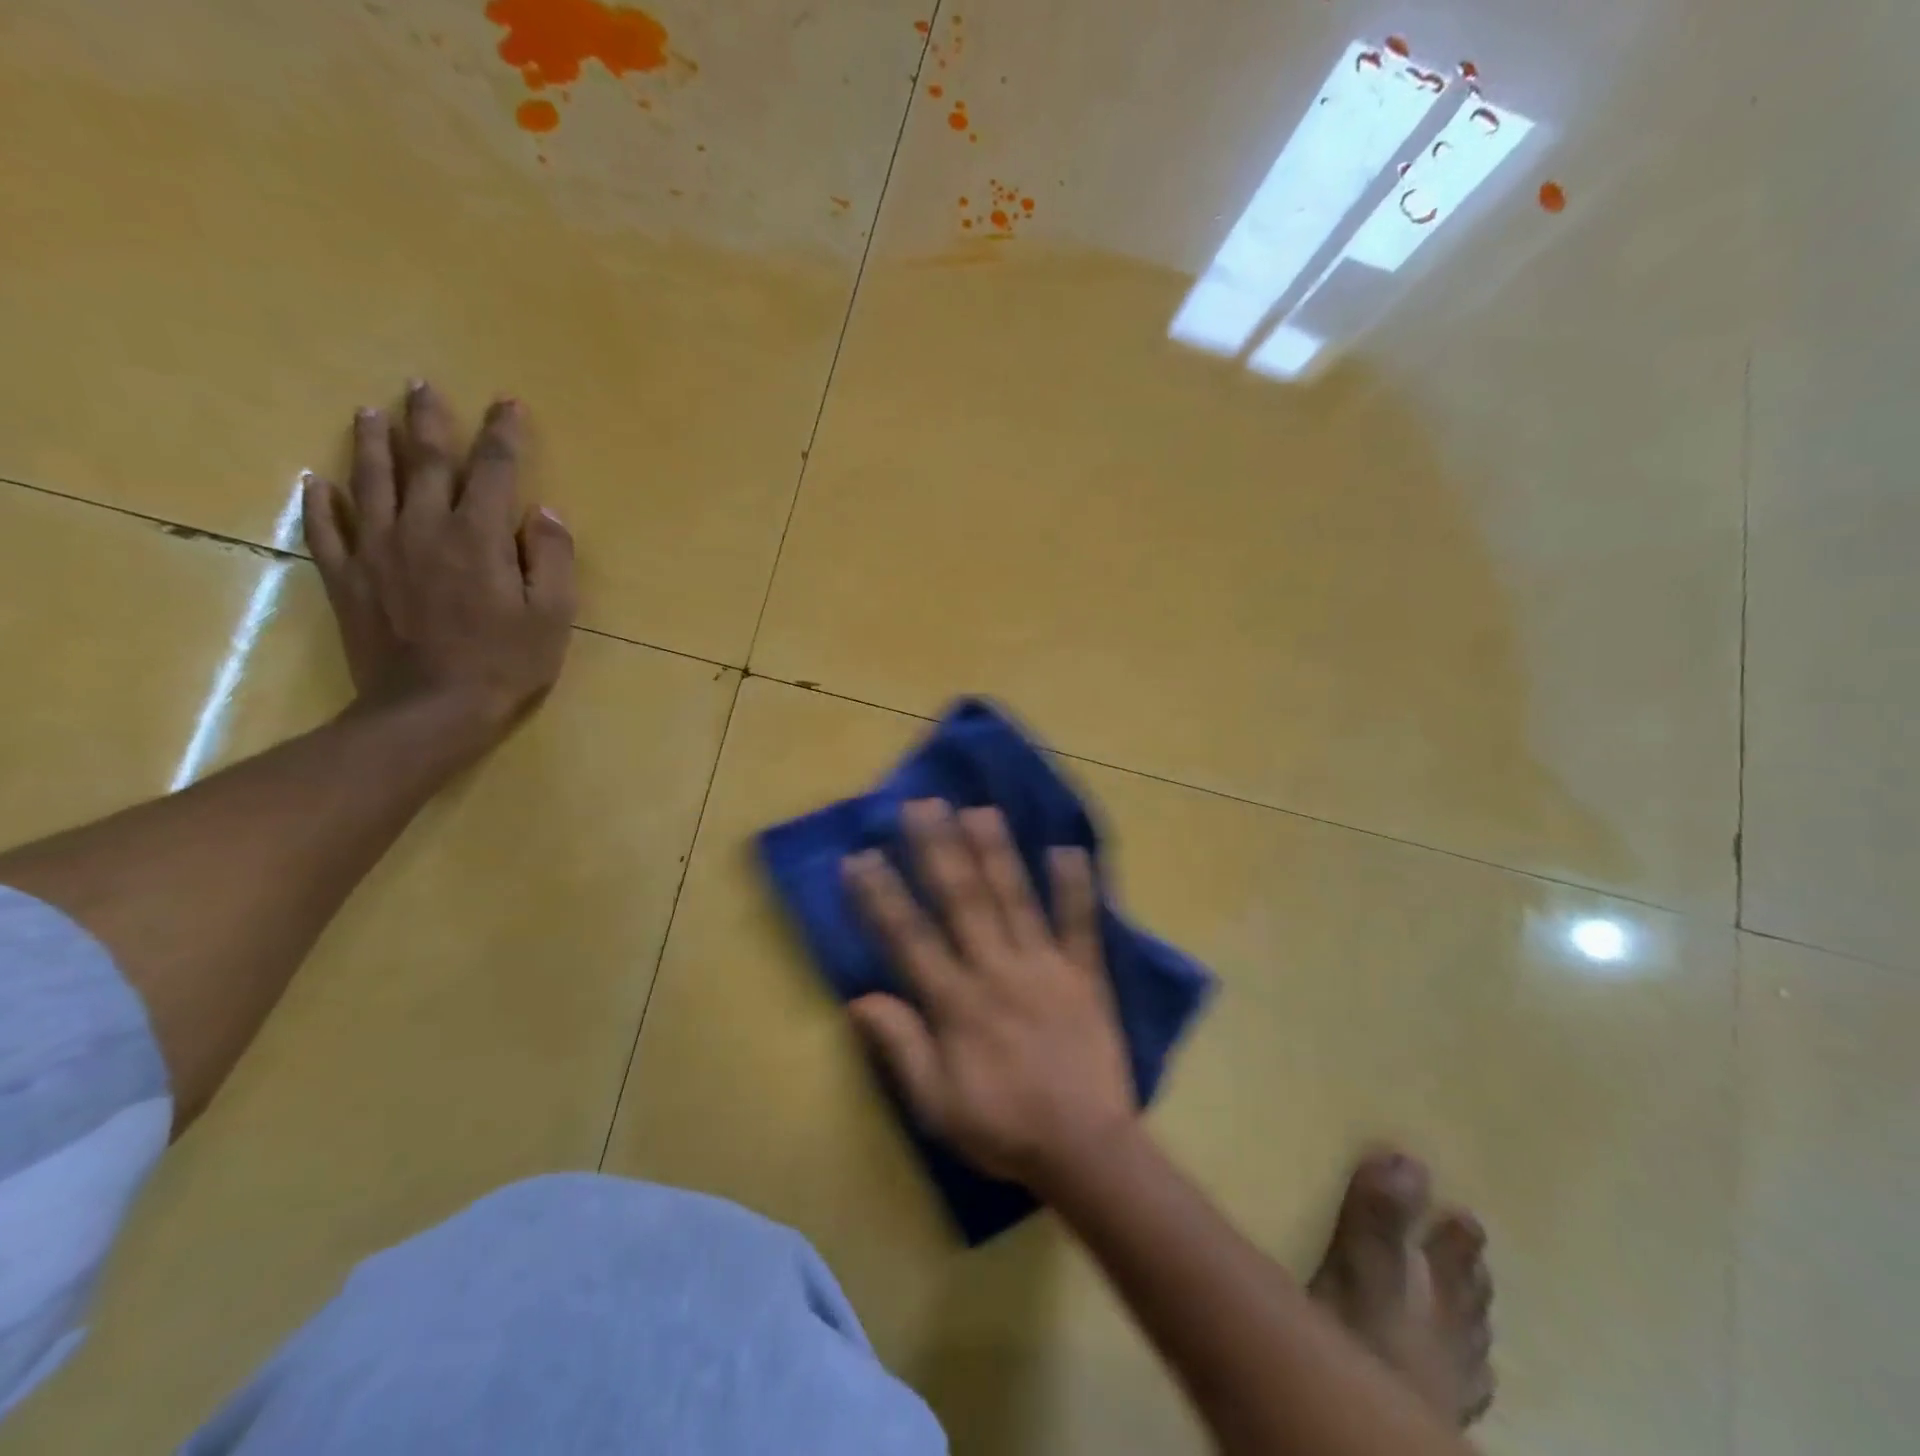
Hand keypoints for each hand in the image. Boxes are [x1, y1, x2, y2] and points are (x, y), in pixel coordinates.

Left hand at [301, 382, 576, 745]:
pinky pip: (326, 529)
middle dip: (429, 421)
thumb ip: (553, 560)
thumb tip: (545, 513)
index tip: (508, 404)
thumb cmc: (504, 664)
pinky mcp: (347, 579)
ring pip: (370, 482)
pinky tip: (316, 482)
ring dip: (371, 444)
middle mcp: (423, 528)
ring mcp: (377, 551)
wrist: (429, 711)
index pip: (493, 470)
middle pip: (424, 461)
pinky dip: (320, 502)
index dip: (503, 435)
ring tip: (369, 412)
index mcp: (478, 536)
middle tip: (422, 386)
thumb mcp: (552, 616)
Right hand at [843, 799, 1135, 1189]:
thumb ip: (901, 1046)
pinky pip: (1081, 924)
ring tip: (978, 809)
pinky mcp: (1085, 974)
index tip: (860, 856)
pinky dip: (1076, 887)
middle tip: (921, 805)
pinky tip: (1067, 848)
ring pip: (1014, 899)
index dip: (881, 896)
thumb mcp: (936, 1104)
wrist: (1085, 1149)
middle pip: (961, 901)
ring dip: (995, 852)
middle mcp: (996, 971)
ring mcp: (1044, 966)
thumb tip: (859, 997)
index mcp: (956, 1003)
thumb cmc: (1003, 1128)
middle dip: (938, 850)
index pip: (909, 937)